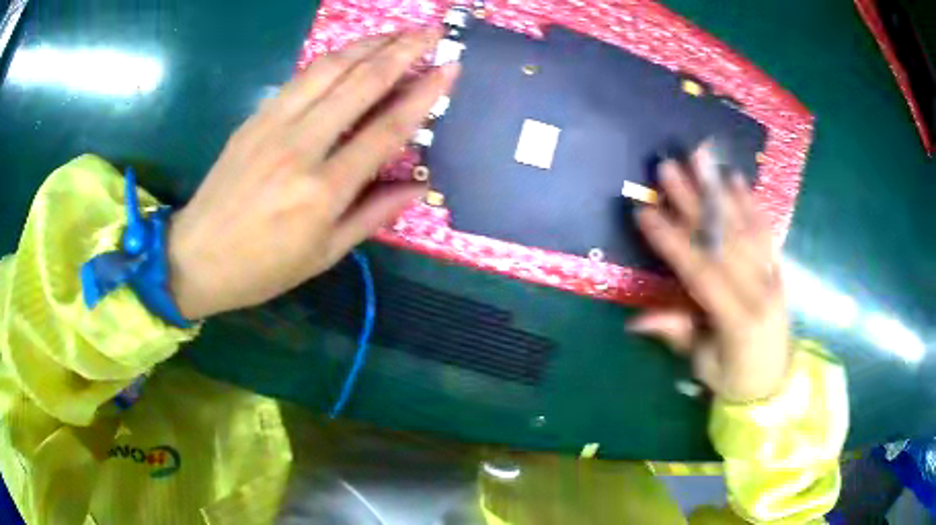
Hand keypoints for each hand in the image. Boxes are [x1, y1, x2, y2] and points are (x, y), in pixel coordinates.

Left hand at [167, 31, 458, 319]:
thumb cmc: (263, 267)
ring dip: (368, 44)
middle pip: (360, 83)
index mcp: (323, 191)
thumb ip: (373, 214)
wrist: (195, 257)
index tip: (451, 68)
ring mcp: (272, 126)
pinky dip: (332, 59)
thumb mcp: (324, 254)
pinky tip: (351, 52)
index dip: (423, 94)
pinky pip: (300, 78)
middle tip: (432, 32)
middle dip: (402, 51)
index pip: (386, 129)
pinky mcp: (254, 118)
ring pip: (328, 69)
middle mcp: (300, 147)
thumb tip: (419, 187)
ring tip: (398, 33)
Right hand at [628, 146, 790, 402]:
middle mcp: (758, 290)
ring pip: (743, 227)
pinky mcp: (777, 268)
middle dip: (692, 202)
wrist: (776, 382)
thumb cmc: (734, 378)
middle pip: (722, 240)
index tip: (645, 212)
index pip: (700, 273)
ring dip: (718, 190)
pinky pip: (765, 230)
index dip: (672, 242)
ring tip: (700, 158)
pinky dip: (750, 203)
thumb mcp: (702, 364)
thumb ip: (677, 333)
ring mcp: (772, 275)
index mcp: (736, 320)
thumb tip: (635, 319)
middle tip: (668, 168)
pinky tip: (736, 180)